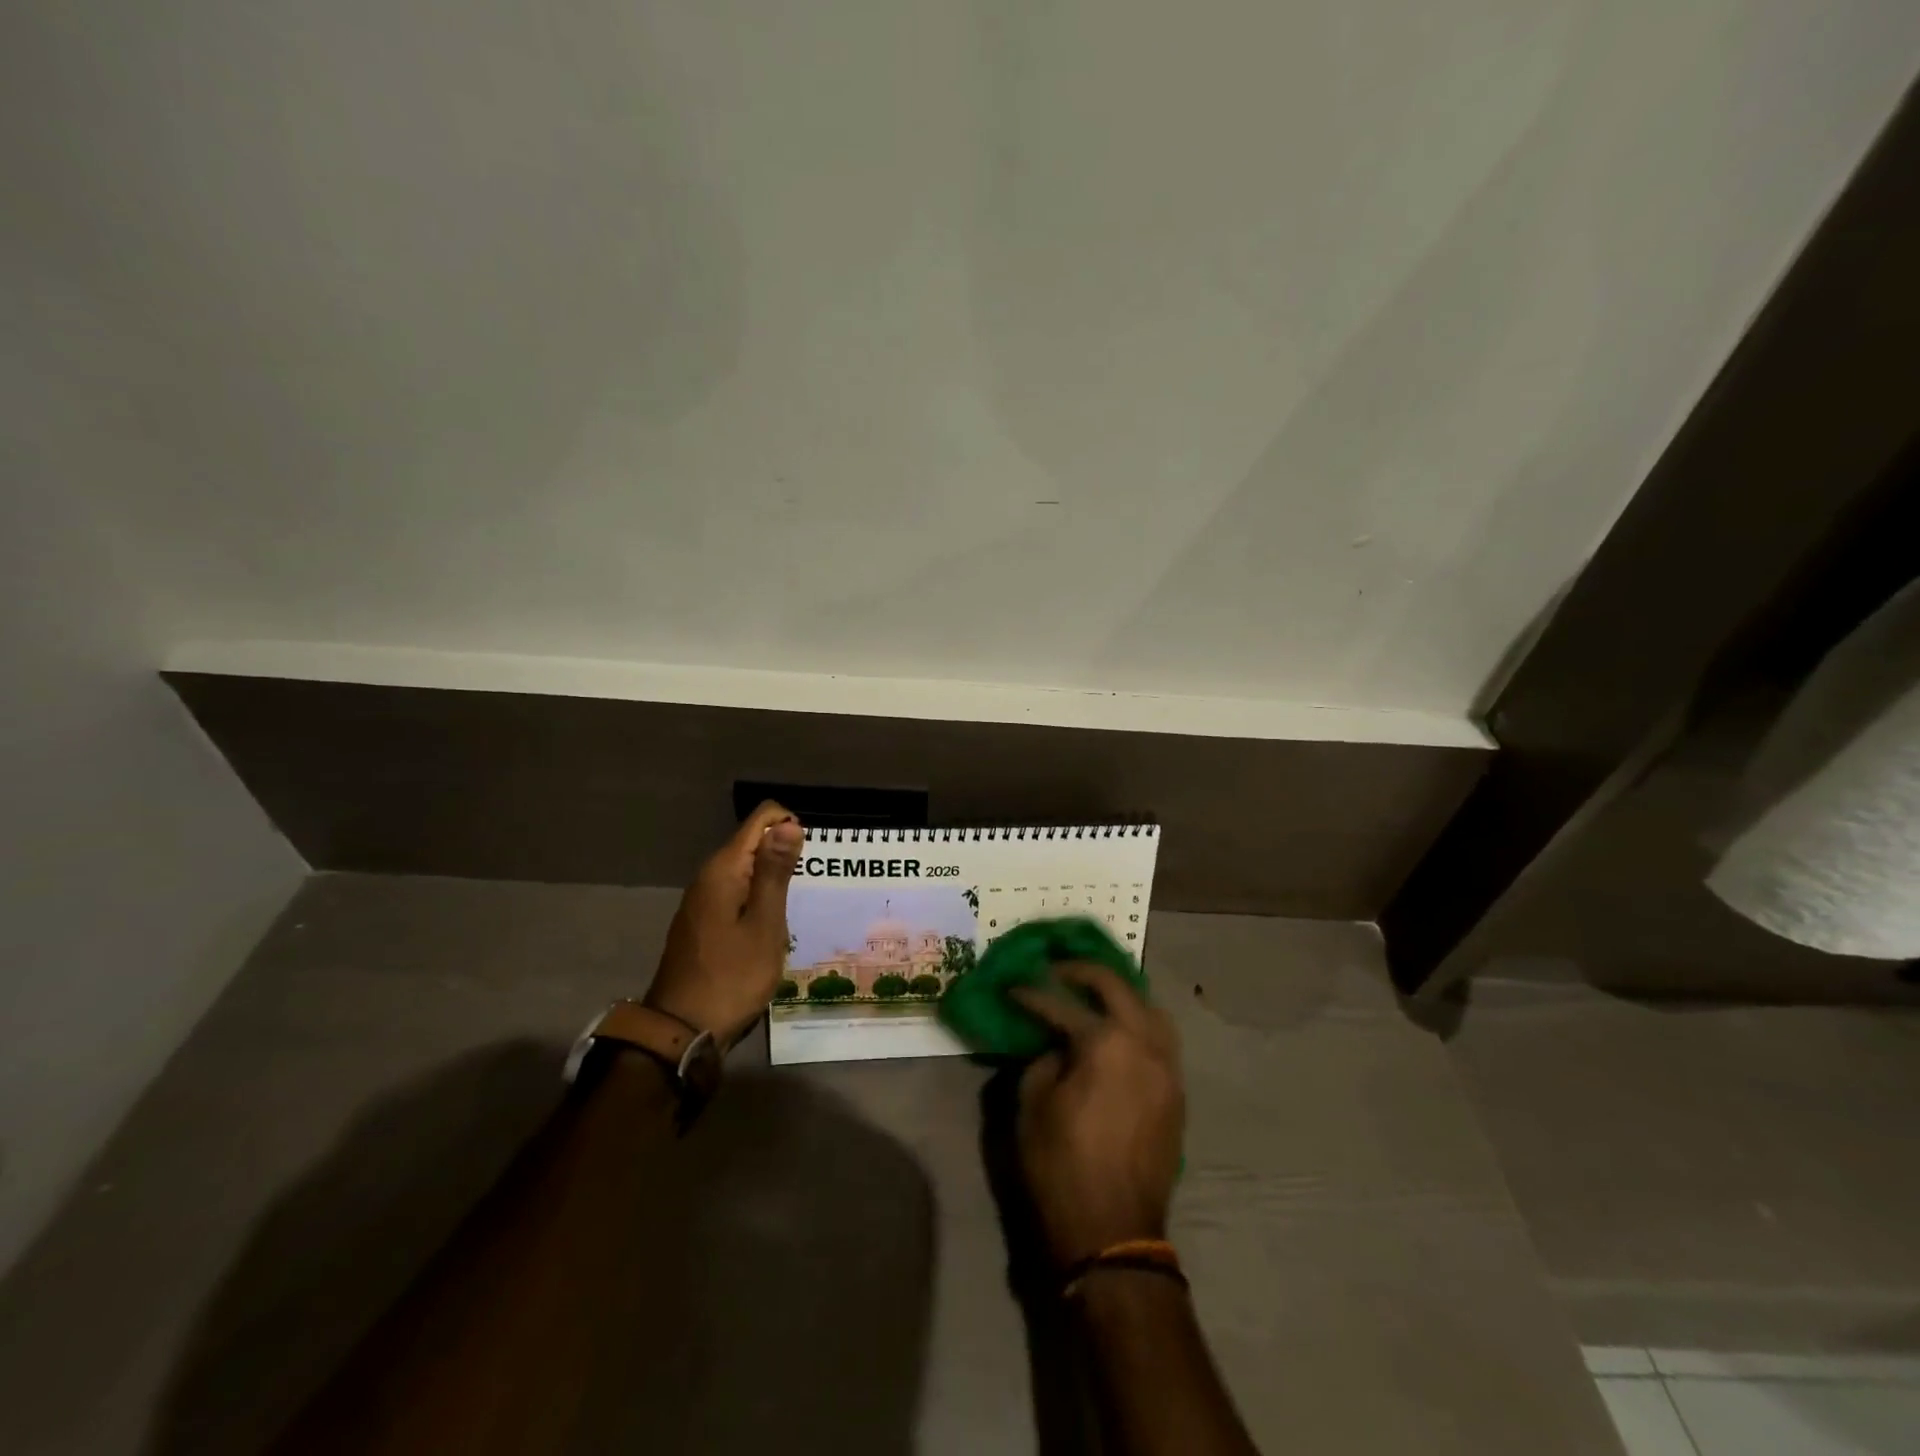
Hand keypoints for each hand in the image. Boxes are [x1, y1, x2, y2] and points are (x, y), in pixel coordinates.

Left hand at [644, 802, 801, 1046]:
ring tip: (793, 913)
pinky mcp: (703, 922)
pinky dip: (758, 901)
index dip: (789, 827)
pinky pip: (737, 893)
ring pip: (746, 870)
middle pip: (753, 843)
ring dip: (772, 881)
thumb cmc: (732, 977)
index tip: (808, 862)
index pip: (761, 820)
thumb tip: (788, 824)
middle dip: (783, 856)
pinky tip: (770, 929)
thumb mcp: (765, 925)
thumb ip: (776, 872)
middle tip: (806, 893)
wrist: (682, 1030)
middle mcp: (709, 876)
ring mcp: (703, 901)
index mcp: (723, 870)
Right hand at [1010, 963, 1184, 1266]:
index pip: (1062, 1005)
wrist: (1114, 1234)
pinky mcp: (1176, 1091)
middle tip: (1055, 970)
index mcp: (1105, 1044)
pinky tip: (1117, 1030)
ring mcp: (1167, 1067)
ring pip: (1149, 1007)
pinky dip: (1138, 1022)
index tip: (1013, 986)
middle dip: (1081, 972)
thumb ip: (1043, 1060)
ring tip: (1093, 994)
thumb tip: (1057, 1045)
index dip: (1032, 994)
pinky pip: (1161, 1038)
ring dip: (1120, 994)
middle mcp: (1144, 1044)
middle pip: (1116, 987)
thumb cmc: (1062, 1168)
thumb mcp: (1032, 1107)